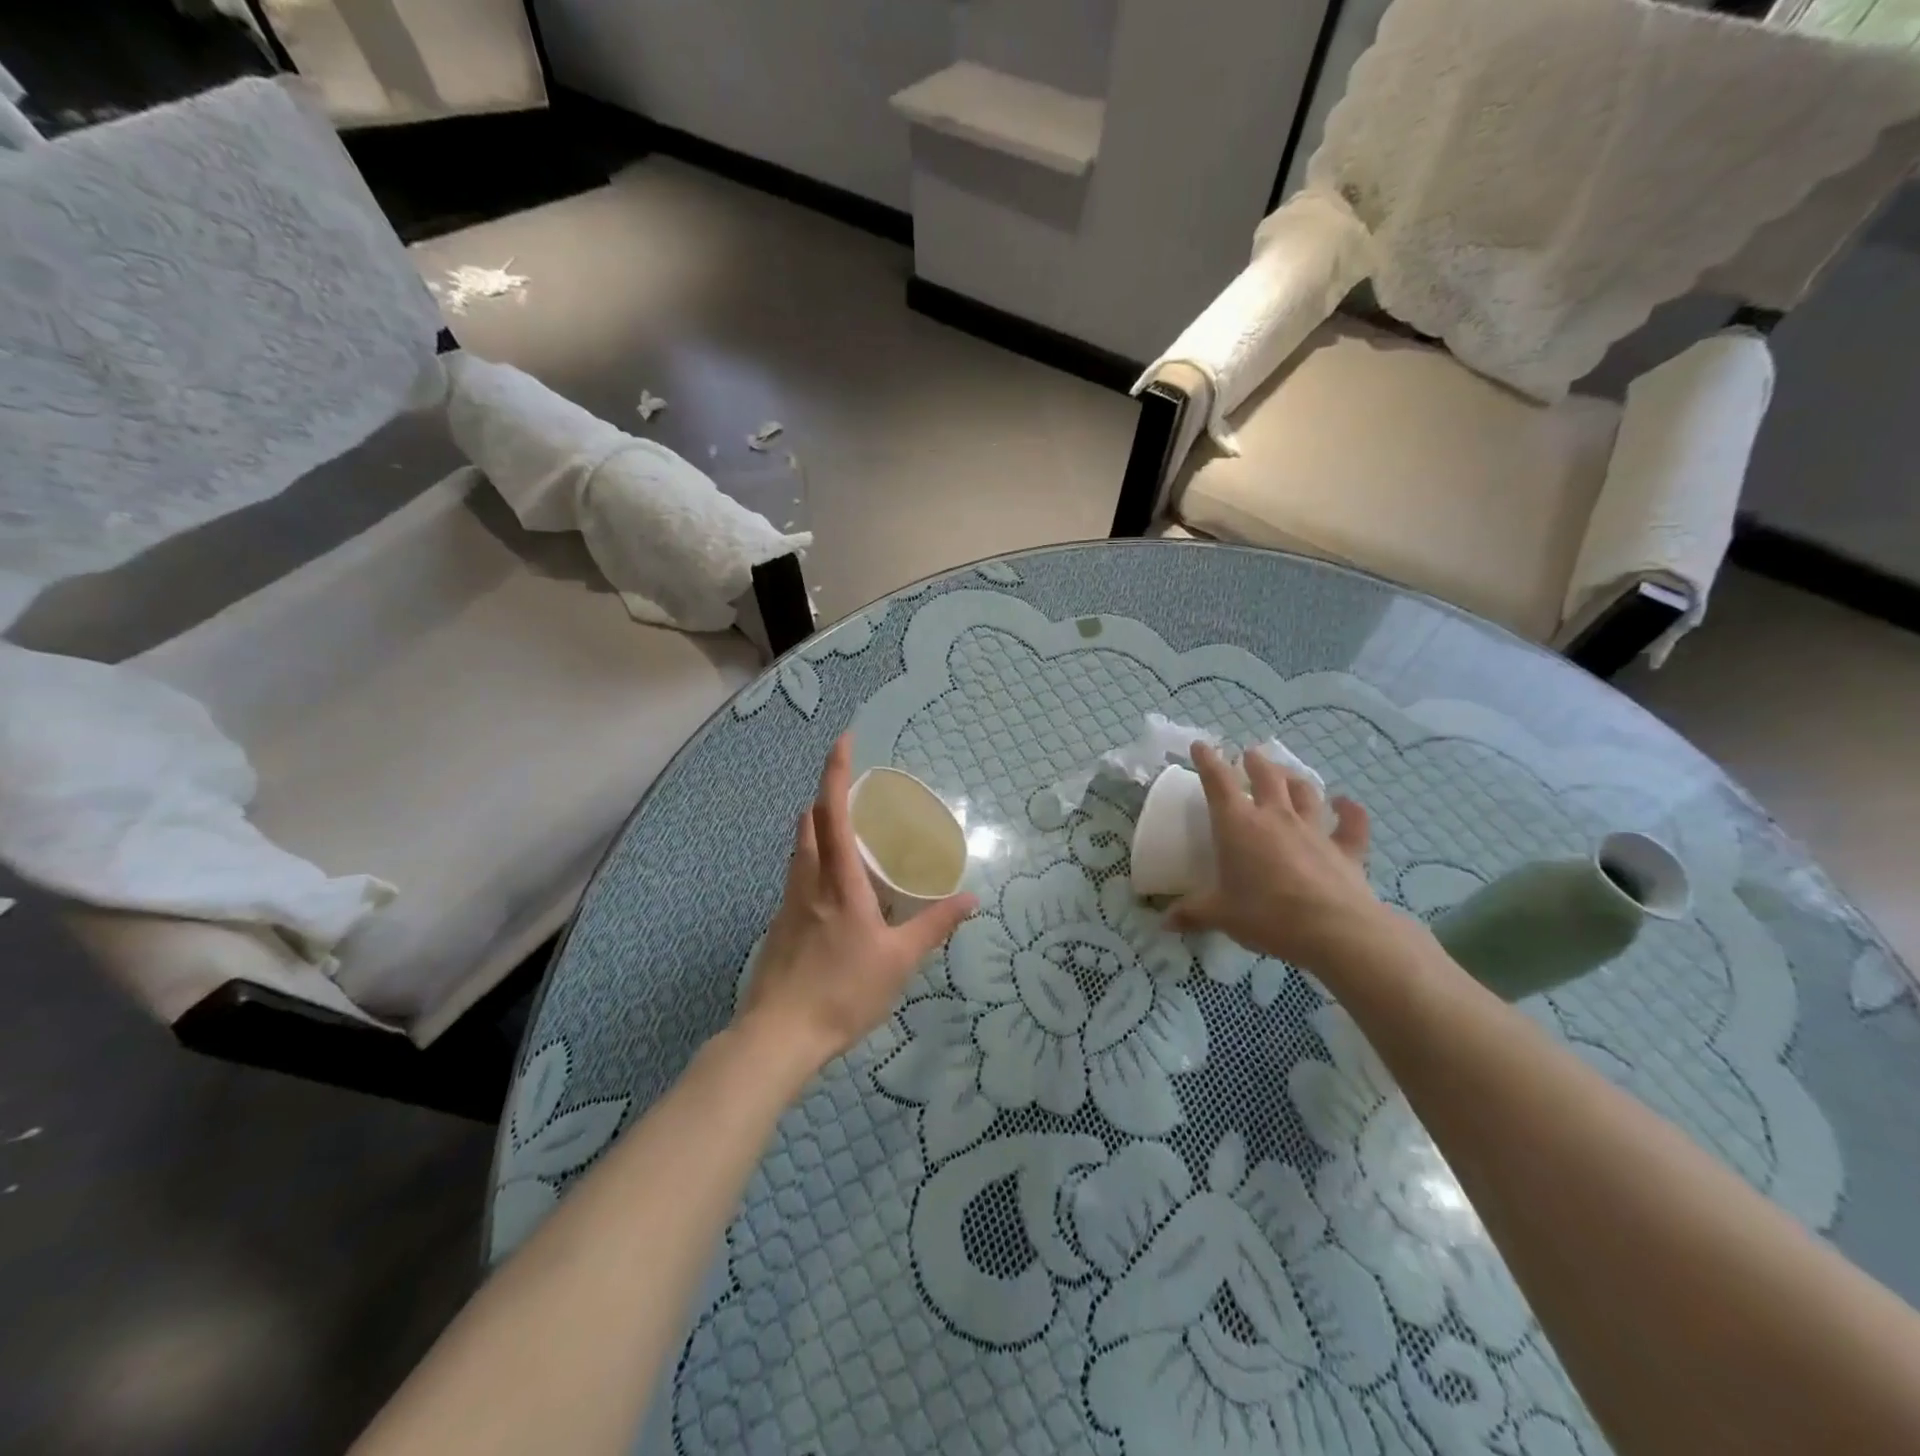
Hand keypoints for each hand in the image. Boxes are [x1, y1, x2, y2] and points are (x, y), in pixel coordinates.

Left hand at [738, 735, 977, 1074]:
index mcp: (838, 881)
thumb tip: (970, 898)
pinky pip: (797, 878)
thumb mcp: (899, 959)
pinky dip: (815, 864)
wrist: (778, 1036)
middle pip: (809, 823)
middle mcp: (808, 881)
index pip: (832, 812)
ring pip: (799, 850)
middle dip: (827, 798)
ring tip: (849, 838)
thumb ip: (934, 925)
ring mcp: (788, 904)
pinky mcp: (779, 926)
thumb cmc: (843, 991)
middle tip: (856, 796)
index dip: (835, 772)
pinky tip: (835, 894)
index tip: (843, 740)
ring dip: (818, 829)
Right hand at [1168, 742, 1397, 974]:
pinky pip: (1351, 823)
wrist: (1333, 930)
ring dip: (1294, 779)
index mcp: (1238, 825)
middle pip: (1266, 776)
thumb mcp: (1219, 915)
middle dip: (1255, 762)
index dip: (1208, 760)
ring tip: (1287, 774)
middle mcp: (1275, 817)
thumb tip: (1165, 922)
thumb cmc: (1266, 915)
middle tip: (1250, 755)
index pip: (1218, 782)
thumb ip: (1192, 913)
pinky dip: (1349, 810)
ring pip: (1304, 792)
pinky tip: (1345, 802)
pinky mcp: (1345, 849)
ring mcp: (1313, 830)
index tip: (1201, 745)